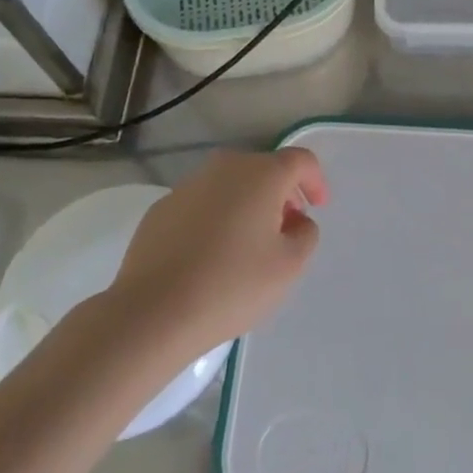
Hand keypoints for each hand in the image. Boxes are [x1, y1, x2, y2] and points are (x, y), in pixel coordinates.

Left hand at [109, 148, 325, 358]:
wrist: (153, 312)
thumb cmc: (232, 285)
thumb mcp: (289, 266)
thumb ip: (305, 234)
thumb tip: (296, 220)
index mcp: (261, 175)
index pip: (300, 161)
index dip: (315, 180)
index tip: (319, 207)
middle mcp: (225, 168)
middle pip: (263, 169)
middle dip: (281, 193)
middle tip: (286, 227)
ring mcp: (188, 186)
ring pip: (230, 185)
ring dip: (247, 204)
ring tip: (248, 245)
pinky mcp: (161, 208)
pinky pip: (202, 203)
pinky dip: (216, 218)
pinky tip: (211, 254)